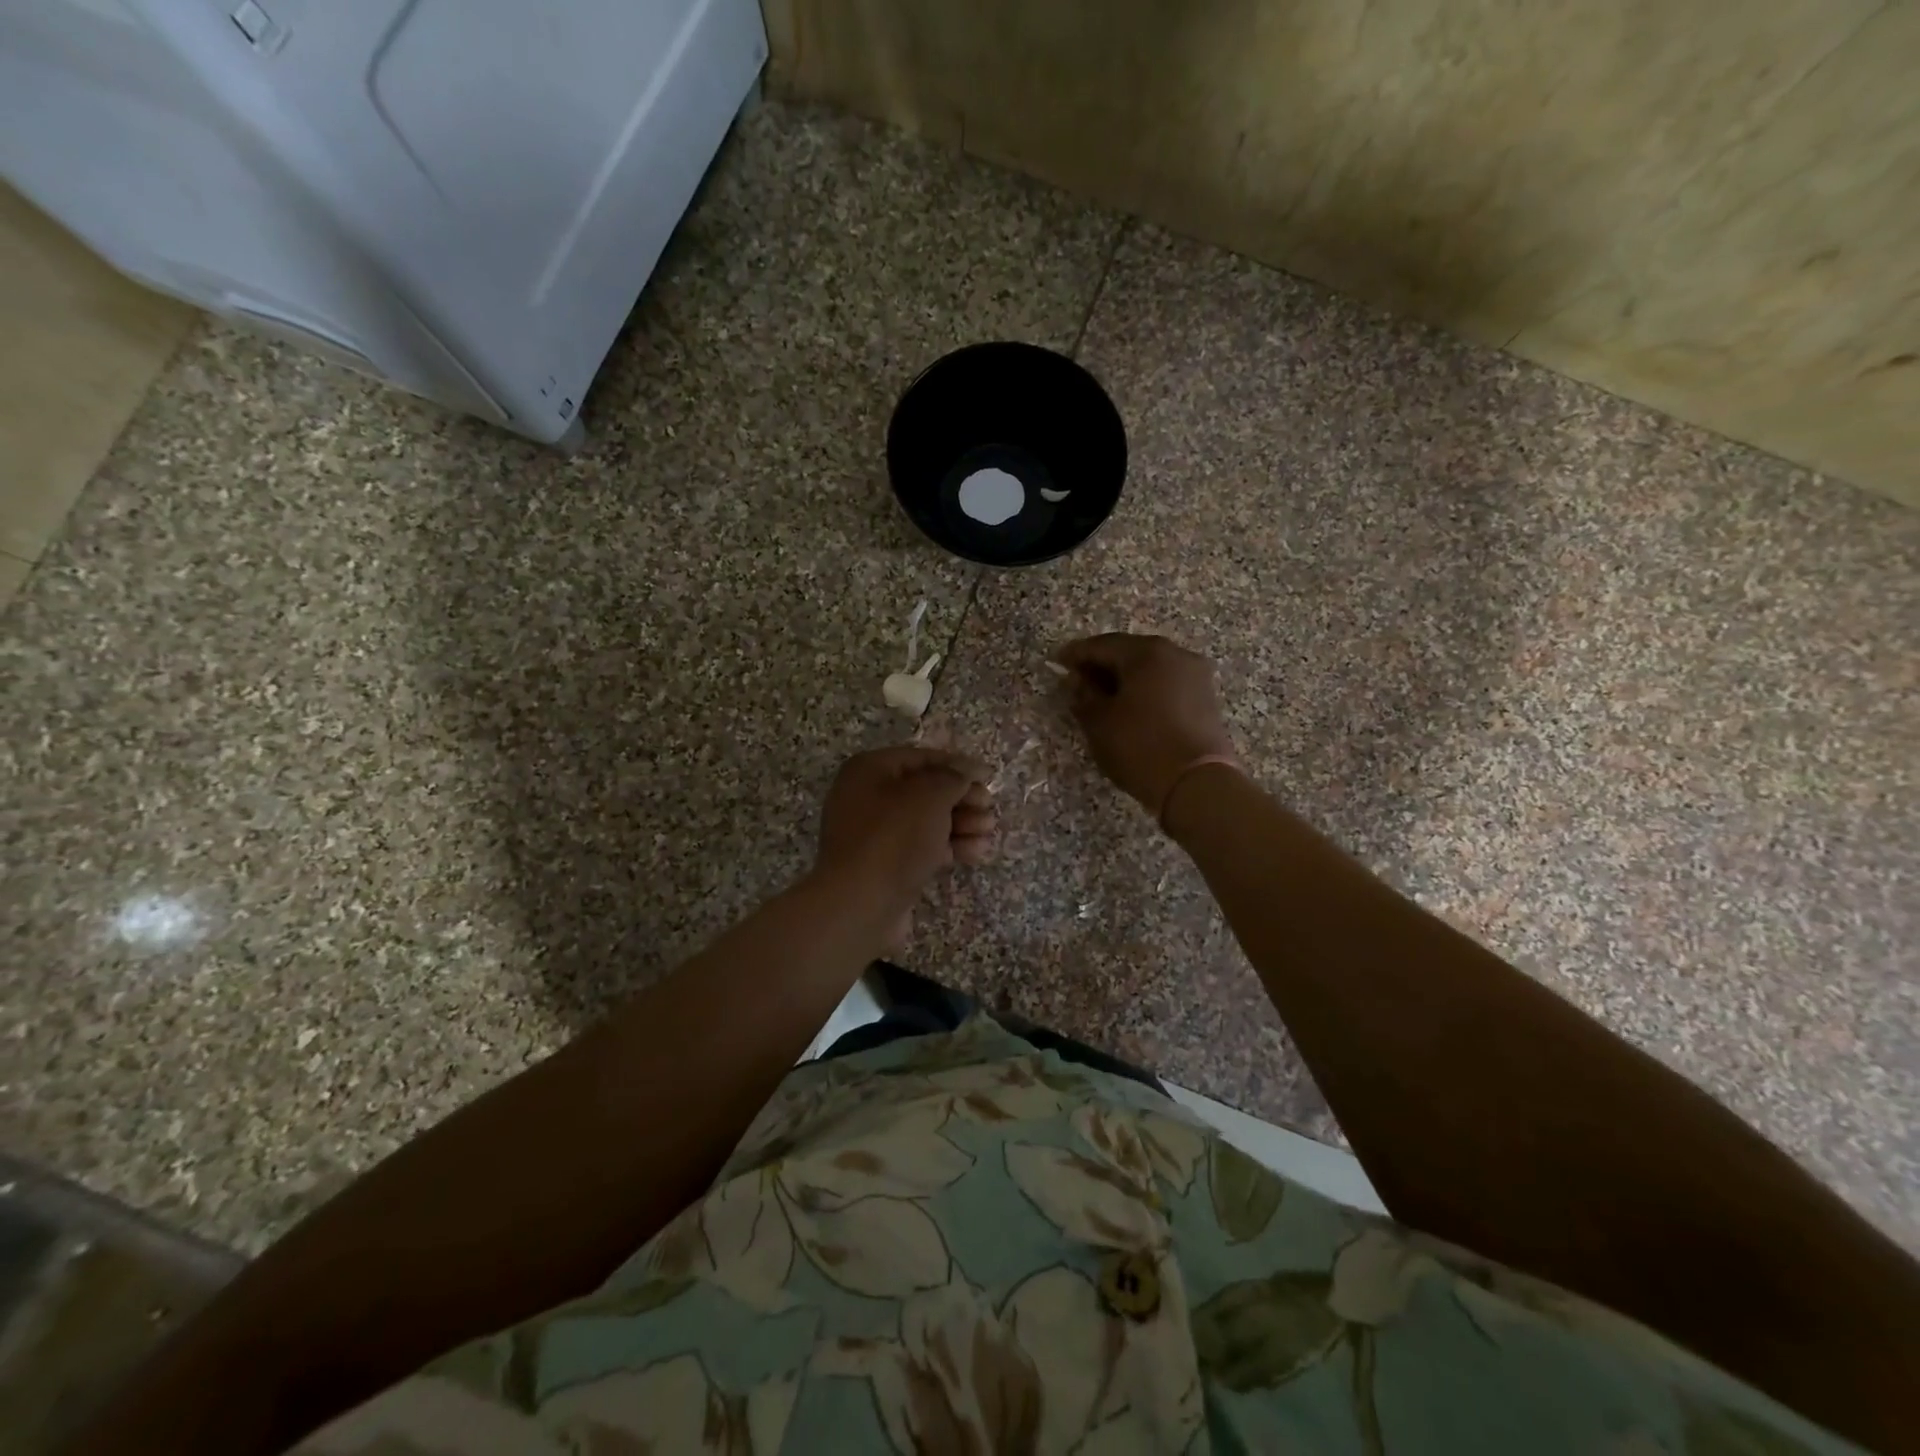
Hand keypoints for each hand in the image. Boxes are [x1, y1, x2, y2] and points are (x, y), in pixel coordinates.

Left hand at [814, 747, 995, 943]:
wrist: (860, 904)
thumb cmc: (894, 838)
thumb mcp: (930, 797)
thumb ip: (953, 778)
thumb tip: (964, 772)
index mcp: (870, 770)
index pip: (921, 758)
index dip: (958, 765)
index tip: (988, 777)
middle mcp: (867, 796)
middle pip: (925, 790)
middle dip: (961, 798)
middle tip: (989, 808)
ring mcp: (874, 834)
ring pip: (925, 820)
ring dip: (961, 823)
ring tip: (988, 831)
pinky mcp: (884, 864)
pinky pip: (921, 846)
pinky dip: (948, 846)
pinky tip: (976, 852)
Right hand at [1056, 634, 1235, 815]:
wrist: (1198, 784)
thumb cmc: (1140, 747)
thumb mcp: (1099, 722)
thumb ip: (1084, 696)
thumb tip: (1078, 682)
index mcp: (1146, 653)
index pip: (1102, 645)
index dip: (1076, 654)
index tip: (1057, 662)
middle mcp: (1175, 654)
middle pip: (1129, 652)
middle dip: (1102, 665)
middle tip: (1078, 680)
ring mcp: (1195, 675)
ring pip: (1150, 668)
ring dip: (1124, 678)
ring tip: (1102, 696)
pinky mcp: (1205, 698)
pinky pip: (1166, 683)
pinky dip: (1145, 689)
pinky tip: (1130, 707)